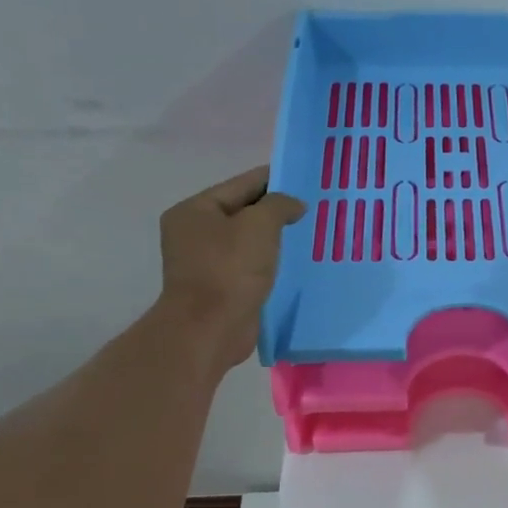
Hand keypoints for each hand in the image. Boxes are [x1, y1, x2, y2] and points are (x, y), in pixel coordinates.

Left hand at [157, 166, 304, 369]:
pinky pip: (249, 266)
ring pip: (247, 241)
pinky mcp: (219, 288)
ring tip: (308, 233)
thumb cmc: (230, 269)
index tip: (305, 178)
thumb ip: (279, 205)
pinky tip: (294, 263)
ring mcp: (204, 263)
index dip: (274, 179)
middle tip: (313, 207)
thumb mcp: (259, 225)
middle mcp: (194, 233)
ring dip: (274, 238)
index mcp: (195, 210)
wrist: (209, 330)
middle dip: (276, 211)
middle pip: (243, 212)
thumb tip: (294, 204)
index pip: (241, 184)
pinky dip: (269, 262)